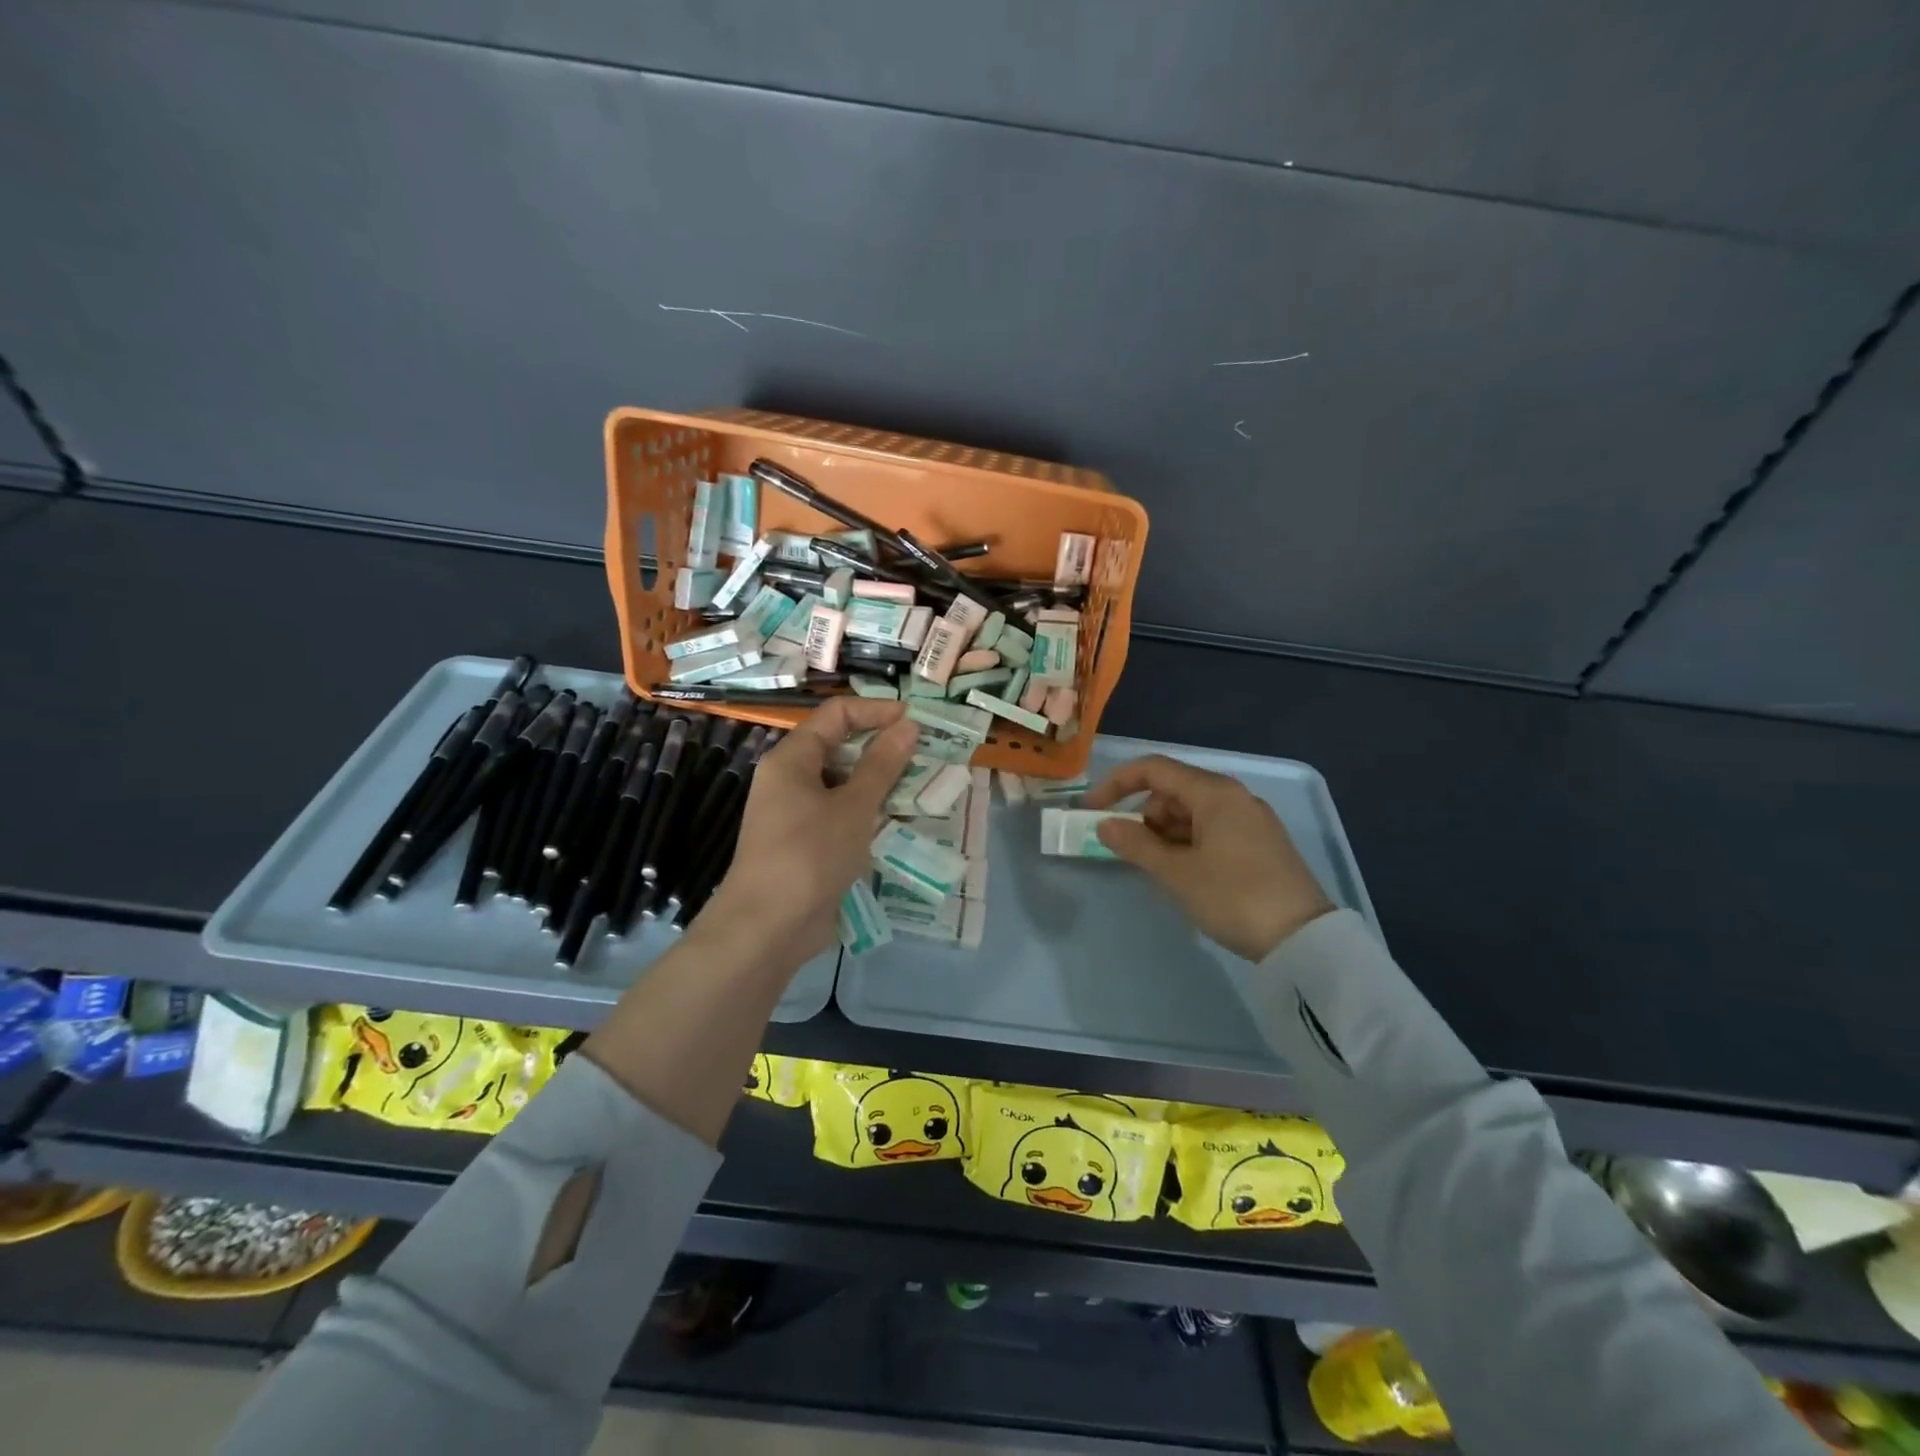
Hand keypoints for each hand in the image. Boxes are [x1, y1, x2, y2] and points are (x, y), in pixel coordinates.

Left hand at [703, 697, 917, 970]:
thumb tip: (908, 725)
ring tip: (921, 787)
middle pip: (839, 747)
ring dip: (879, 783)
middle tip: (925, 756)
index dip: (876, 711)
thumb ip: (883, 765)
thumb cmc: (810, 855)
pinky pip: (841, 814)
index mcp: (792, 759)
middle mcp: (790, 779)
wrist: (768, 927)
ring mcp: (796, 813)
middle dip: (882, 748)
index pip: (836, 715)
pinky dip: (868, 812)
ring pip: (843, 783)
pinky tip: (898, 822)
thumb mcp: (853, 806)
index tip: (915, 721)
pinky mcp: (806, 843)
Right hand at [1082, 754, 1334, 960]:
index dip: (1117, 784)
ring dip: (1165, 832)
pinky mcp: (1260, 843)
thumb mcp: (1177, 873)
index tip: (1093, 811)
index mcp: (1214, 792)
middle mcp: (1234, 796)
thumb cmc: (1234, 897)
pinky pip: (1211, 829)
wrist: (1304, 940)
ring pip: (1192, 812)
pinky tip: (1185, 873)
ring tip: (1159, 869)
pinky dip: (1188, 843)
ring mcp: (1250, 819)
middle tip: (1131, 851)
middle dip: (1144, 815)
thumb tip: (1103, 825)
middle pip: (1173, 790)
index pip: (1154, 769)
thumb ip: (1135, 844)